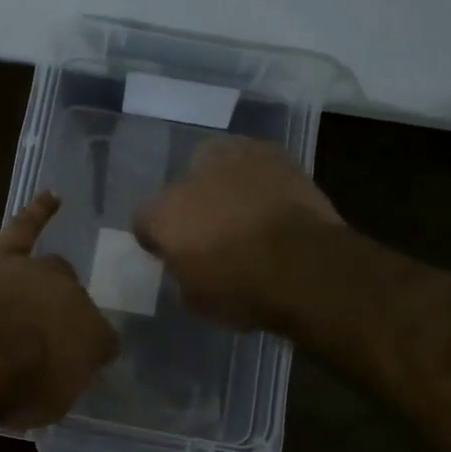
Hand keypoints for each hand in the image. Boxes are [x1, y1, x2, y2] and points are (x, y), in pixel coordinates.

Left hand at [0, 191, 117, 428]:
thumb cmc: (17, 387)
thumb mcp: (49, 405)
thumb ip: (60, 386)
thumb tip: (60, 377)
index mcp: (94, 337)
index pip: (101, 343)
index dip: (87, 354)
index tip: (72, 367)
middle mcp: (75, 297)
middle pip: (76, 302)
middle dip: (64, 317)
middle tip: (42, 338)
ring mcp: (39, 271)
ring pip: (53, 270)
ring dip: (47, 283)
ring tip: (40, 293)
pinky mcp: (3, 253)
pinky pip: (25, 227)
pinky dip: (38, 211)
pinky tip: (51, 196)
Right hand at [133, 138, 341, 329]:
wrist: (306, 267)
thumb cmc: (242, 292)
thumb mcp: (196, 299)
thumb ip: (182, 271)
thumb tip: (186, 263)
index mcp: (163, 213)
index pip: (144, 220)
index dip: (157, 238)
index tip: (171, 254)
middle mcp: (190, 176)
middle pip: (180, 187)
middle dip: (191, 205)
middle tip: (210, 230)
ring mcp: (233, 158)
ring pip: (216, 166)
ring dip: (222, 184)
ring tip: (242, 210)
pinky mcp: (273, 152)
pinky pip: (254, 163)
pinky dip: (257, 179)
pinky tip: (270, 201)